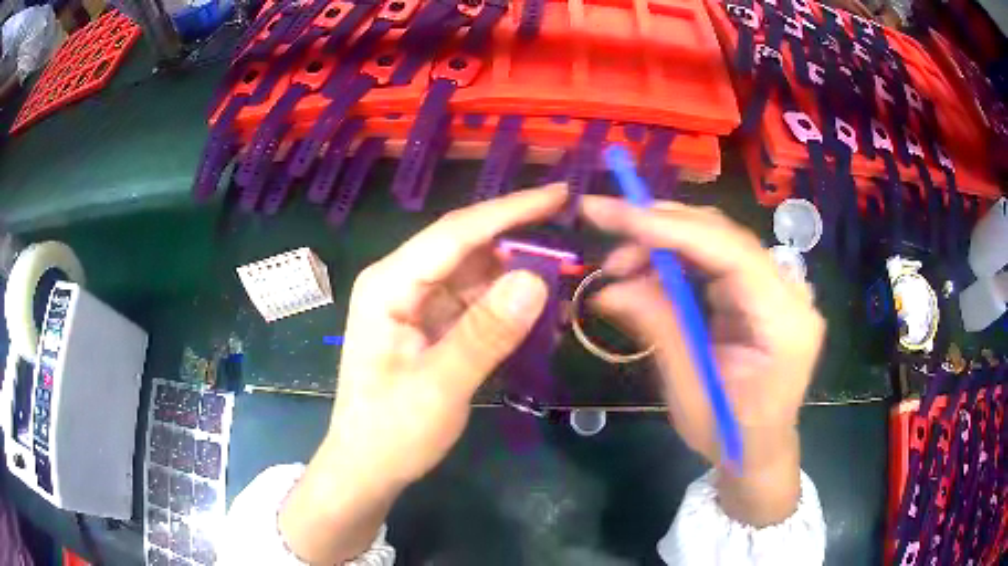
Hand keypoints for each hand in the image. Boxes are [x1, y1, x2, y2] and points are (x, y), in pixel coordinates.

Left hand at [279, 185, 567, 562]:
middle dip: (519, 241)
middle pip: (467, 246)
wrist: (368, 467)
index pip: (456, 233)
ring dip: (517, 276)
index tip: (559, 195)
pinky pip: (475, 301)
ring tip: (566, 279)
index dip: (510, 210)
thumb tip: (537, 278)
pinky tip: (538, 312)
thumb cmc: (391, 432)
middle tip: (574, 239)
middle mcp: (401, 282)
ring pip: (475, 273)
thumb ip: (485, 333)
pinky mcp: (430, 322)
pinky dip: (506, 305)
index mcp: (389, 285)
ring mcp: (416, 301)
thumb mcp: (439, 387)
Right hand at [581, 197, 824, 524]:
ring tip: (619, 263)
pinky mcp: (760, 291)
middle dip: (662, 226)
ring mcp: (777, 289)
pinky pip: (716, 259)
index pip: (733, 254)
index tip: (620, 216)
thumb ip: (658, 329)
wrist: (759, 451)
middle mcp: (789, 293)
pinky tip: (644, 270)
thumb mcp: (689, 390)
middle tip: (604, 222)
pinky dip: (676, 259)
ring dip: (664, 241)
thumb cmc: (730, 434)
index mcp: (785, 322)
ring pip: (718, 240)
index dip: (675, 229)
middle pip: (726, 236)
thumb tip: (607, 289)